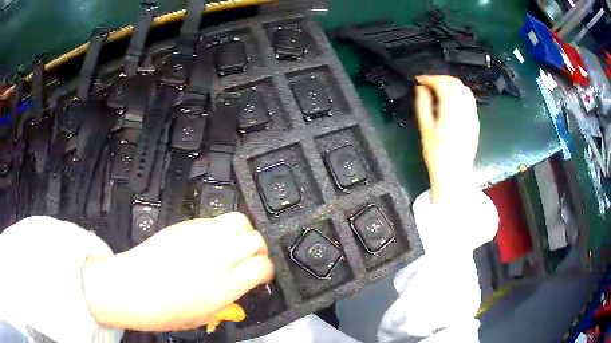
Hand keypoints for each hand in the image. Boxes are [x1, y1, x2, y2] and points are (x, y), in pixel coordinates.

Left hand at [82, 213, 273, 331]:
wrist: (129, 288)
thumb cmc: (164, 312)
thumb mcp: (203, 317)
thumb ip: (227, 300)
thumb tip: (239, 288)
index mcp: (223, 287)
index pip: (262, 266)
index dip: (266, 270)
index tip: (261, 275)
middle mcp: (216, 257)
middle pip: (255, 239)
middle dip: (259, 249)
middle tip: (249, 258)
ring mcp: (200, 236)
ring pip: (238, 220)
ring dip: (243, 232)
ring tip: (233, 244)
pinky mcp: (185, 224)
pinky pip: (214, 219)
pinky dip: (220, 228)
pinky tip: (210, 240)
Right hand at [415, 75, 479, 201]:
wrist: (454, 174)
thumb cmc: (436, 154)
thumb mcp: (425, 129)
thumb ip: (423, 105)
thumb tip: (421, 88)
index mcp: (450, 110)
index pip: (442, 83)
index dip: (430, 78)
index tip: (419, 80)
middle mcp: (464, 109)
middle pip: (455, 83)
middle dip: (441, 79)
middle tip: (429, 84)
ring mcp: (472, 115)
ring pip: (465, 89)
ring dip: (452, 85)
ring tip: (441, 91)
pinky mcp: (476, 122)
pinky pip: (470, 100)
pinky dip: (460, 94)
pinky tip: (453, 102)